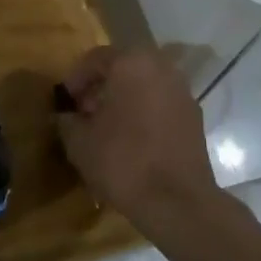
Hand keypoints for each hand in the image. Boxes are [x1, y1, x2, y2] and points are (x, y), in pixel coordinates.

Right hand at [55, 46, 219, 232]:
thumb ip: (67, 120)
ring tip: (107, 128)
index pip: (95, 58)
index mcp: (132, 63)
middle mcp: (161, 68)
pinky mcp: (195, 117)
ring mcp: (183, 92)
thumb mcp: (79, 142)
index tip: (66, 101)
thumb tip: (66, 115)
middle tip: (85, 112)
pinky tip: (132, 140)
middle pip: (123, 68)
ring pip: (145, 86)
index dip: (76, 79)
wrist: (177, 202)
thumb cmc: (122, 161)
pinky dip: (145, 113)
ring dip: (124, 100)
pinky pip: (161, 104)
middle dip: (101, 87)